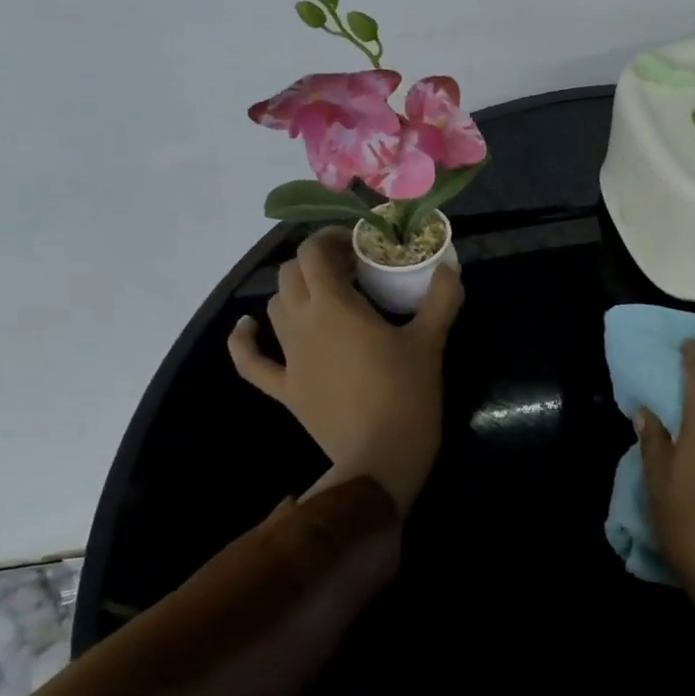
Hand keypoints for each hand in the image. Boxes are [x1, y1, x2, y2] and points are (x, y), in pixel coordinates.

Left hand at [227, 227, 462, 514]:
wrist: (380, 456)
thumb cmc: (406, 393)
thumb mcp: (431, 341)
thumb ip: (441, 299)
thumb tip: (449, 268)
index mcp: (335, 306)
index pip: (314, 252)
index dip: (332, 239)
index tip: (360, 245)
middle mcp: (302, 323)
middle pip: (292, 274)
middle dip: (318, 263)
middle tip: (353, 271)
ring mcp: (289, 357)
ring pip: (275, 306)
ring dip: (296, 292)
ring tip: (327, 296)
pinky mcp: (285, 388)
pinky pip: (251, 361)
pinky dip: (245, 340)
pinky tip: (247, 327)